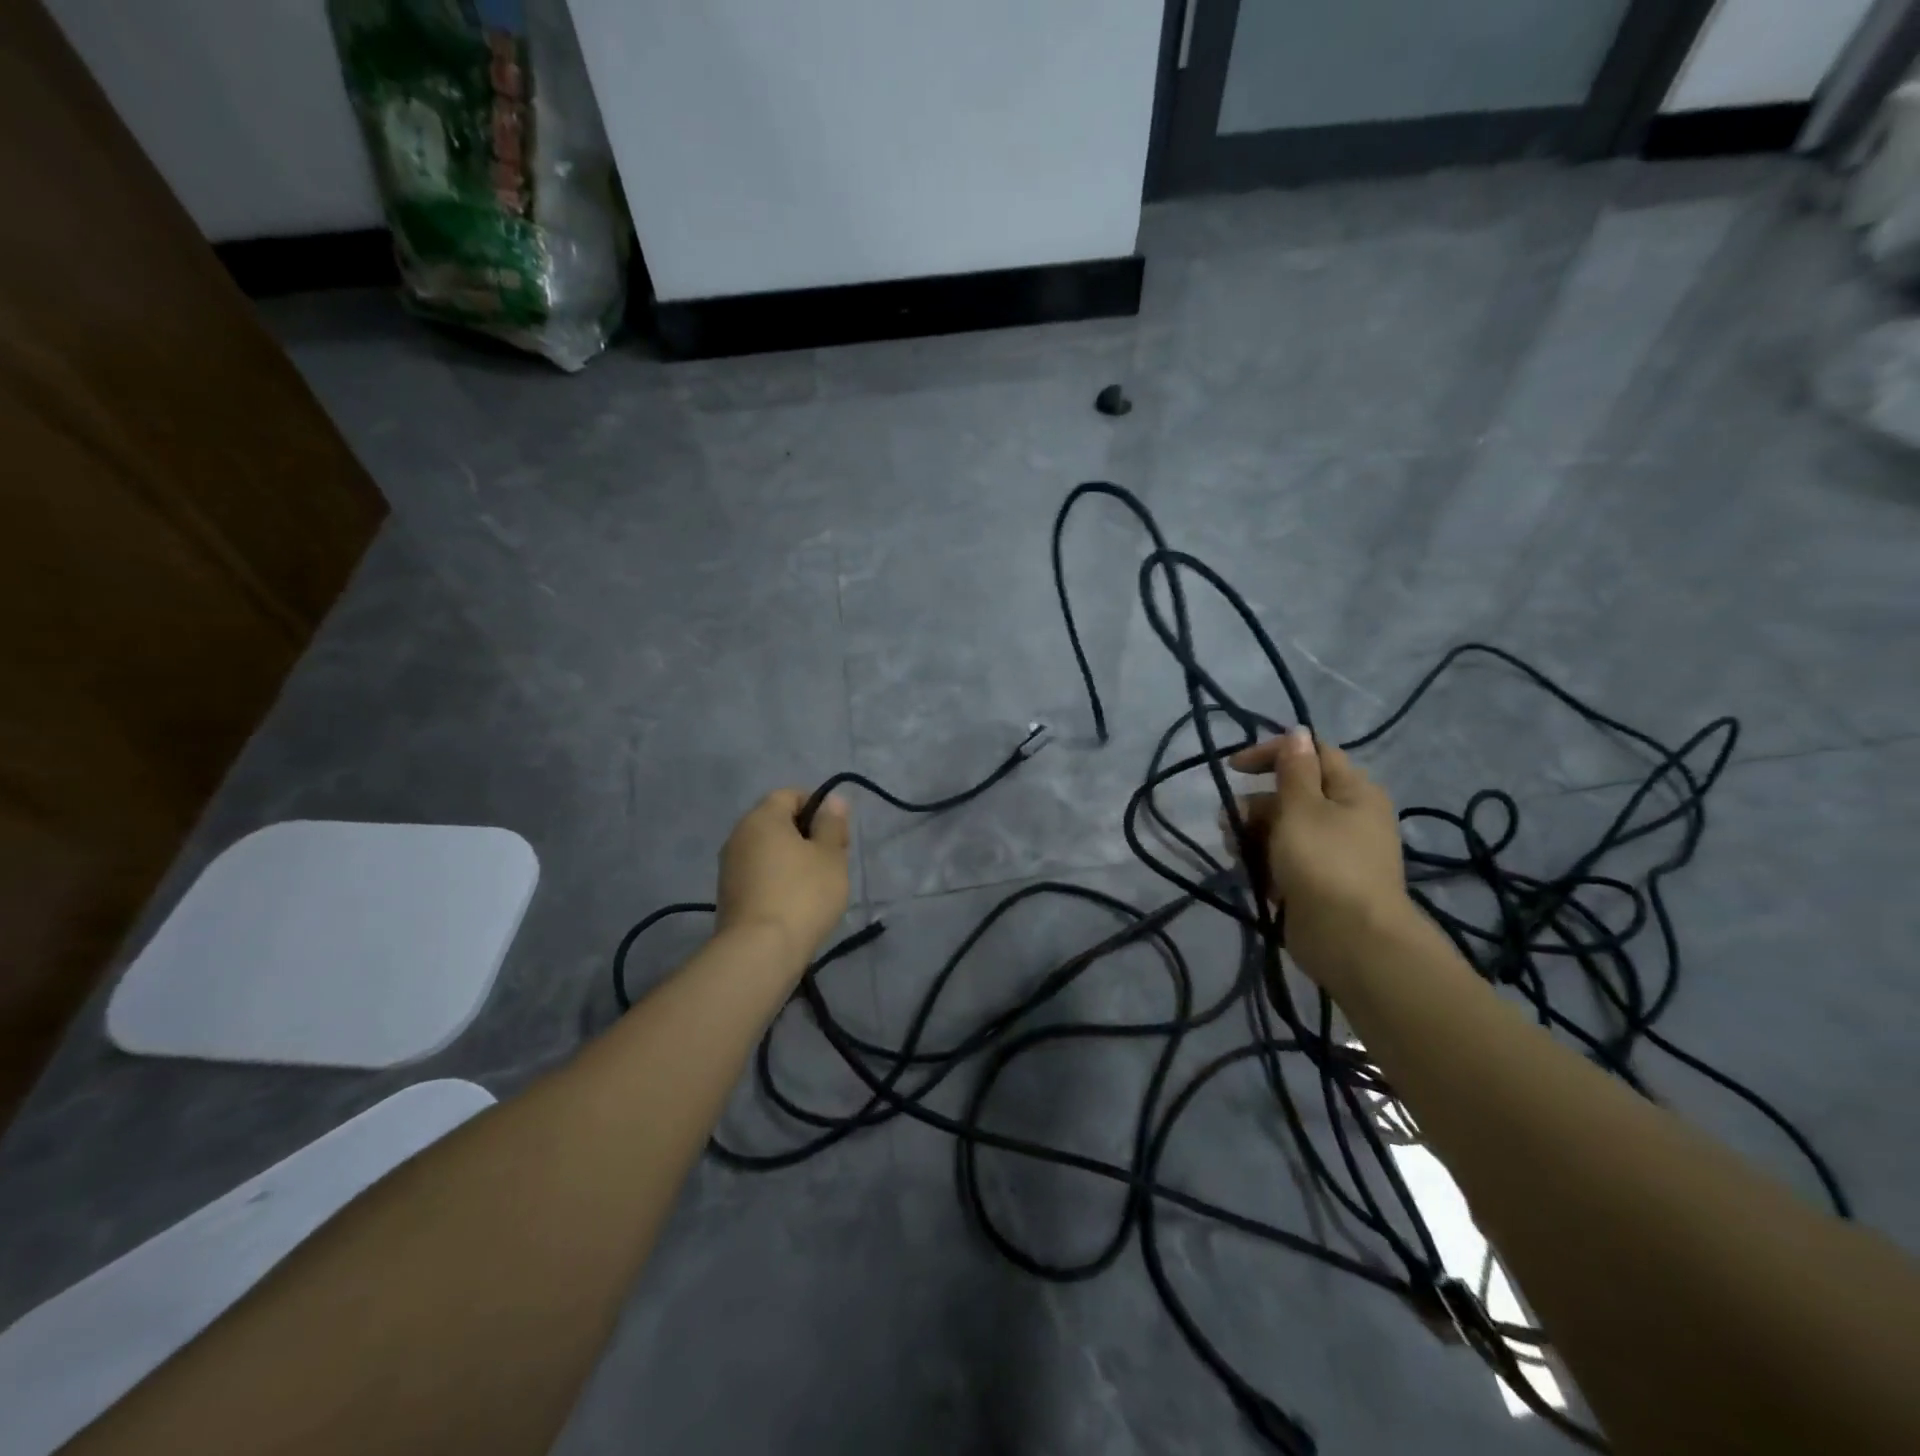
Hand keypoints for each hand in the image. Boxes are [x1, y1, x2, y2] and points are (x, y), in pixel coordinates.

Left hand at [716, 789, 851, 966]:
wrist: (760, 952)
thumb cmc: (802, 894)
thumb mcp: (830, 856)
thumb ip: (832, 824)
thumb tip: (832, 800)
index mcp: (762, 818)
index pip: (790, 794)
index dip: (818, 807)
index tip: (836, 834)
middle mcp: (739, 836)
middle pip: (778, 822)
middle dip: (807, 836)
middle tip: (832, 861)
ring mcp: (729, 867)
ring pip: (768, 850)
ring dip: (793, 860)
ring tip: (817, 886)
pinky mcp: (729, 895)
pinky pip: (759, 874)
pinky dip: (778, 880)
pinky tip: (796, 904)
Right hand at [1229, 728, 1411, 988]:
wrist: (1350, 939)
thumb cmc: (1325, 862)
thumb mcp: (1302, 807)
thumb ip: (1294, 769)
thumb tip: (1298, 731)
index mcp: (1353, 791)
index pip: (1313, 753)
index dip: (1273, 753)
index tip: (1234, 768)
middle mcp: (1347, 816)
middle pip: (1292, 793)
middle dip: (1256, 804)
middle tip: (1231, 821)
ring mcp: (1333, 852)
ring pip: (1283, 828)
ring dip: (1253, 834)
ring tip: (1236, 851)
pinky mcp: (1318, 882)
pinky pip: (1284, 859)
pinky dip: (1265, 862)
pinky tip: (1249, 873)